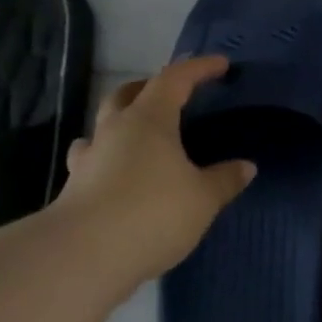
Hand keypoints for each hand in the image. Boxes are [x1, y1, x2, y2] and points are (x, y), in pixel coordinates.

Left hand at [53, 56, 255, 289]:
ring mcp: (89, 159)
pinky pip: (96, 159)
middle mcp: (114, 130)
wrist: (84, 256)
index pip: (174, 80)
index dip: (198, 68)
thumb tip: (246, 166)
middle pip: (128, 94)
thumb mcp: (203, 198)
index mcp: (148, 120)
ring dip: (124, 122)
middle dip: (151, 87)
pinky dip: (112, 158)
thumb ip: (225, 179)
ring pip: (105, 126)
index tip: (221, 65)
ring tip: (142, 134)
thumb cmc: (153, 213)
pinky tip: (121, 174)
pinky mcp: (76, 188)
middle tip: (174, 95)